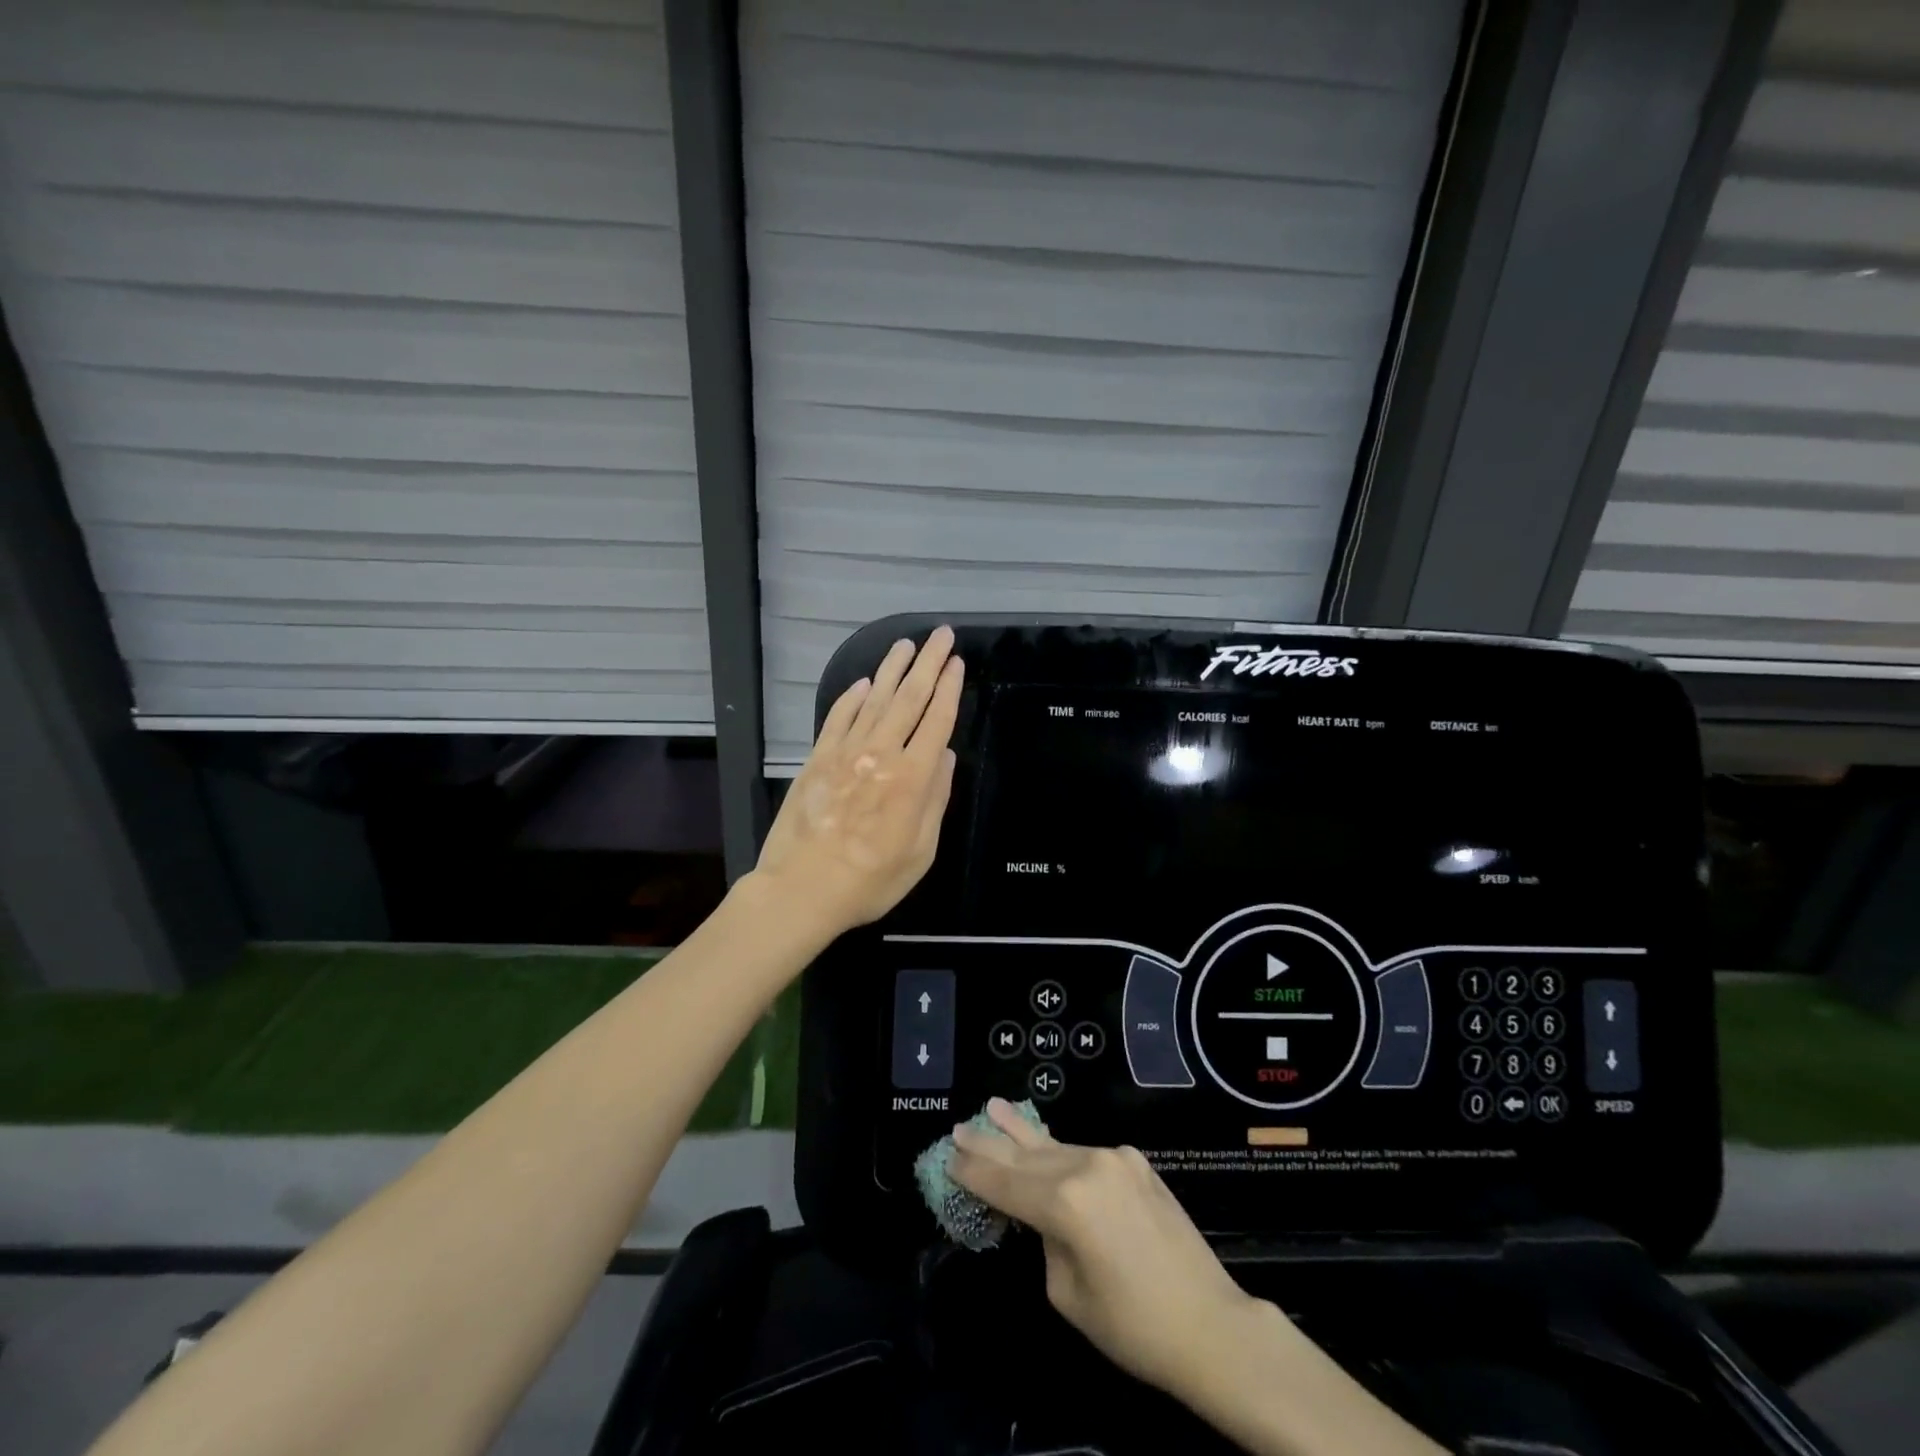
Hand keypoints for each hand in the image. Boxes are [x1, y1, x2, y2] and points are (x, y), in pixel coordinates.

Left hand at [751, 627, 962, 940]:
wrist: (802, 889)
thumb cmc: (871, 880)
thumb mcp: (920, 851)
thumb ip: (935, 799)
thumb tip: (944, 755)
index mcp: (913, 778)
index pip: (937, 720)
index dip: (949, 688)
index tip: (957, 662)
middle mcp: (881, 754)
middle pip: (909, 698)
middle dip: (928, 663)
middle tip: (940, 635)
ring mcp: (845, 753)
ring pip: (874, 700)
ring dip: (892, 669)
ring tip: (905, 645)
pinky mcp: (817, 759)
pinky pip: (838, 717)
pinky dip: (852, 697)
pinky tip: (863, 683)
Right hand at [948, 1099, 1274, 1403]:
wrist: (1211, 1324)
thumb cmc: (1133, 1326)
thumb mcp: (1068, 1293)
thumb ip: (1046, 1240)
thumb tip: (1045, 1215)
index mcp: (1066, 1202)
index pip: (1006, 1183)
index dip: (974, 1172)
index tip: (948, 1156)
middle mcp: (1088, 1166)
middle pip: (1027, 1155)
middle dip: (991, 1144)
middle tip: (960, 1128)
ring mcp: (1115, 1158)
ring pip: (1056, 1147)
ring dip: (1022, 1136)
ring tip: (994, 1109)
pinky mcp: (1136, 1162)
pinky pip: (1087, 1155)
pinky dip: (1060, 1153)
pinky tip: (1042, 1145)